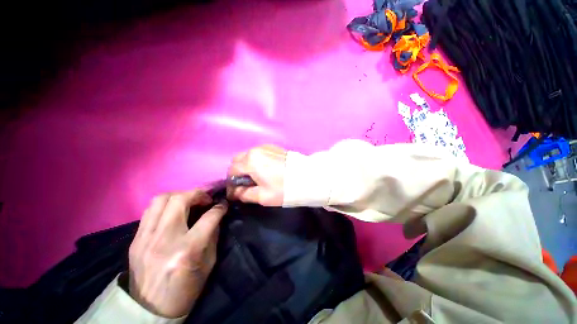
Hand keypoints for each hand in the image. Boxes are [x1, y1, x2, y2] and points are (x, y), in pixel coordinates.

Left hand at [128, 190, 226, 317]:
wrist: (150, 310)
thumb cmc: (186, 288)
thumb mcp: (208, 263)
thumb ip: (213, 235)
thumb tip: (216, 215)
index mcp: (187, 249)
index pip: (209, 217)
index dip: (220, 207)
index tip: (223, 204)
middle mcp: (165, 238)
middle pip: (180, 199)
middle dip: (198, 193)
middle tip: (206, 198)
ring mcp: (146, 238)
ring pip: (161, 199)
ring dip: (180, 195)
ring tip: (189, 201)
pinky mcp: (135, 239)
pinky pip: (150, 211)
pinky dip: (165, 205)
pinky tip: (173, 211)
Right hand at [228, 144, 286, 205]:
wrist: (307, 177)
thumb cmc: (284, 188)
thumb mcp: (262, 196)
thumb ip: (244, 194)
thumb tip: (235, 193)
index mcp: (250, 161)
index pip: (232, 171)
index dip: (231, 183)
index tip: (235, 193)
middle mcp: (255, 150)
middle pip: (238, 160)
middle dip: (237, 173)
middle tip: (245, 185)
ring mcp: (265, 147)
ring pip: (248, 156)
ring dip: (246, 166)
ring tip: (255, 178)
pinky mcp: (273, 147)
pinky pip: (258, 153)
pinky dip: (256, 161)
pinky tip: (264, 170)